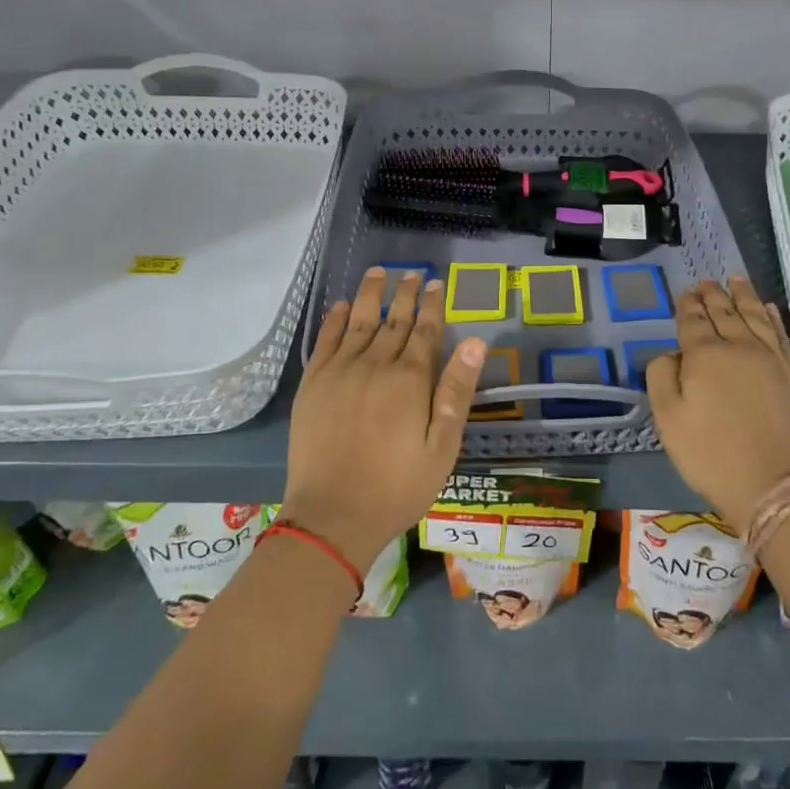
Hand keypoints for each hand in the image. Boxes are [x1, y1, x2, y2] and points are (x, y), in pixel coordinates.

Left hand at [284, 267, 485, 570]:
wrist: (332, 516)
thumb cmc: (397, 487)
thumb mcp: (442, 446)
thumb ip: (457, 390)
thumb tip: (475, 341)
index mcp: (410, 379)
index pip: (425, 331)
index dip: (432, 305)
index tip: (435, 283)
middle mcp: (375, 365)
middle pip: (394, 321)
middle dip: (405, 295)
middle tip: (412, 273)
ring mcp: (340, 372)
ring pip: (359, 322)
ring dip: (371, 295)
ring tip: (378, 272)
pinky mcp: (313, 385)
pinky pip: (326, 341)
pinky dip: (335, 320)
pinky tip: (342, 306)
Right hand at [645, 276, 789, 534]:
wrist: (772, 484)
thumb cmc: (710, 454)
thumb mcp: (668, 419)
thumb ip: (661, 377)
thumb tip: (670, 353)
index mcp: (705, 356)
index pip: (693, 321)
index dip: (687, 305)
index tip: (685, 292)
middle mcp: (739, 347)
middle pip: (724, 313)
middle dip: (713, 295)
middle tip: (705, 281)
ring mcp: (769, 359)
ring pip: (754, 316)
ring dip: (743, 295)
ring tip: (735, 279)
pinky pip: (780, 334)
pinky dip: (771, 316)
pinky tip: (767, 307)